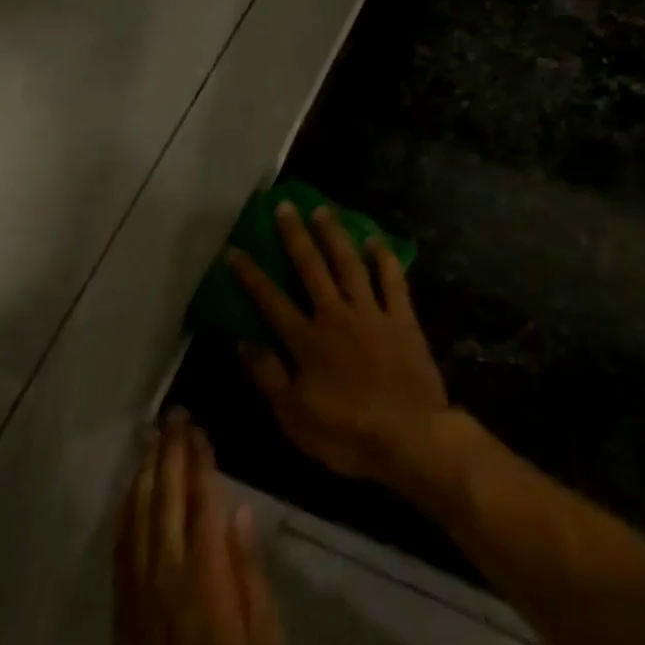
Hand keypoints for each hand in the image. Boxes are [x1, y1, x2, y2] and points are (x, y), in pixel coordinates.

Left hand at [112, 411, 281, 644]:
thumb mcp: (264, 640)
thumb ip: (249, 570)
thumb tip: (238, 509)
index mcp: (205, 577)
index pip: (201, 501)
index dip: (200, 461)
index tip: (200, 428)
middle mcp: (166, 570)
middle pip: (167, 496)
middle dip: (172, 451)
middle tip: (176, 414)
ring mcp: (138, 584)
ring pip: (139, 511)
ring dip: (147, 469)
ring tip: (153, 435)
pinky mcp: (122, 600)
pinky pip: (121, 539)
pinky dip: (127, 505)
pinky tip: (133, 486)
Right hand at [227, 202, 450, 485]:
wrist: (410, 438)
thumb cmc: (346, 434)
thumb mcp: (293, 416)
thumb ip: (267, 375)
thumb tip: (242, 341)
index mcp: (306, 341)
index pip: (270, 300)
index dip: (250, 275)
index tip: (235, 249)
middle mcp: (336, 316)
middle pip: (311, 269)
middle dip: (295, 237)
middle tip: (284, 207)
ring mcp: (372, 314)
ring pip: (350, 266)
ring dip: (335, 237)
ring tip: (324, 211)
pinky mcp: (403, 320)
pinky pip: (393, 282)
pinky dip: (384, 260)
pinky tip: (375, 241)